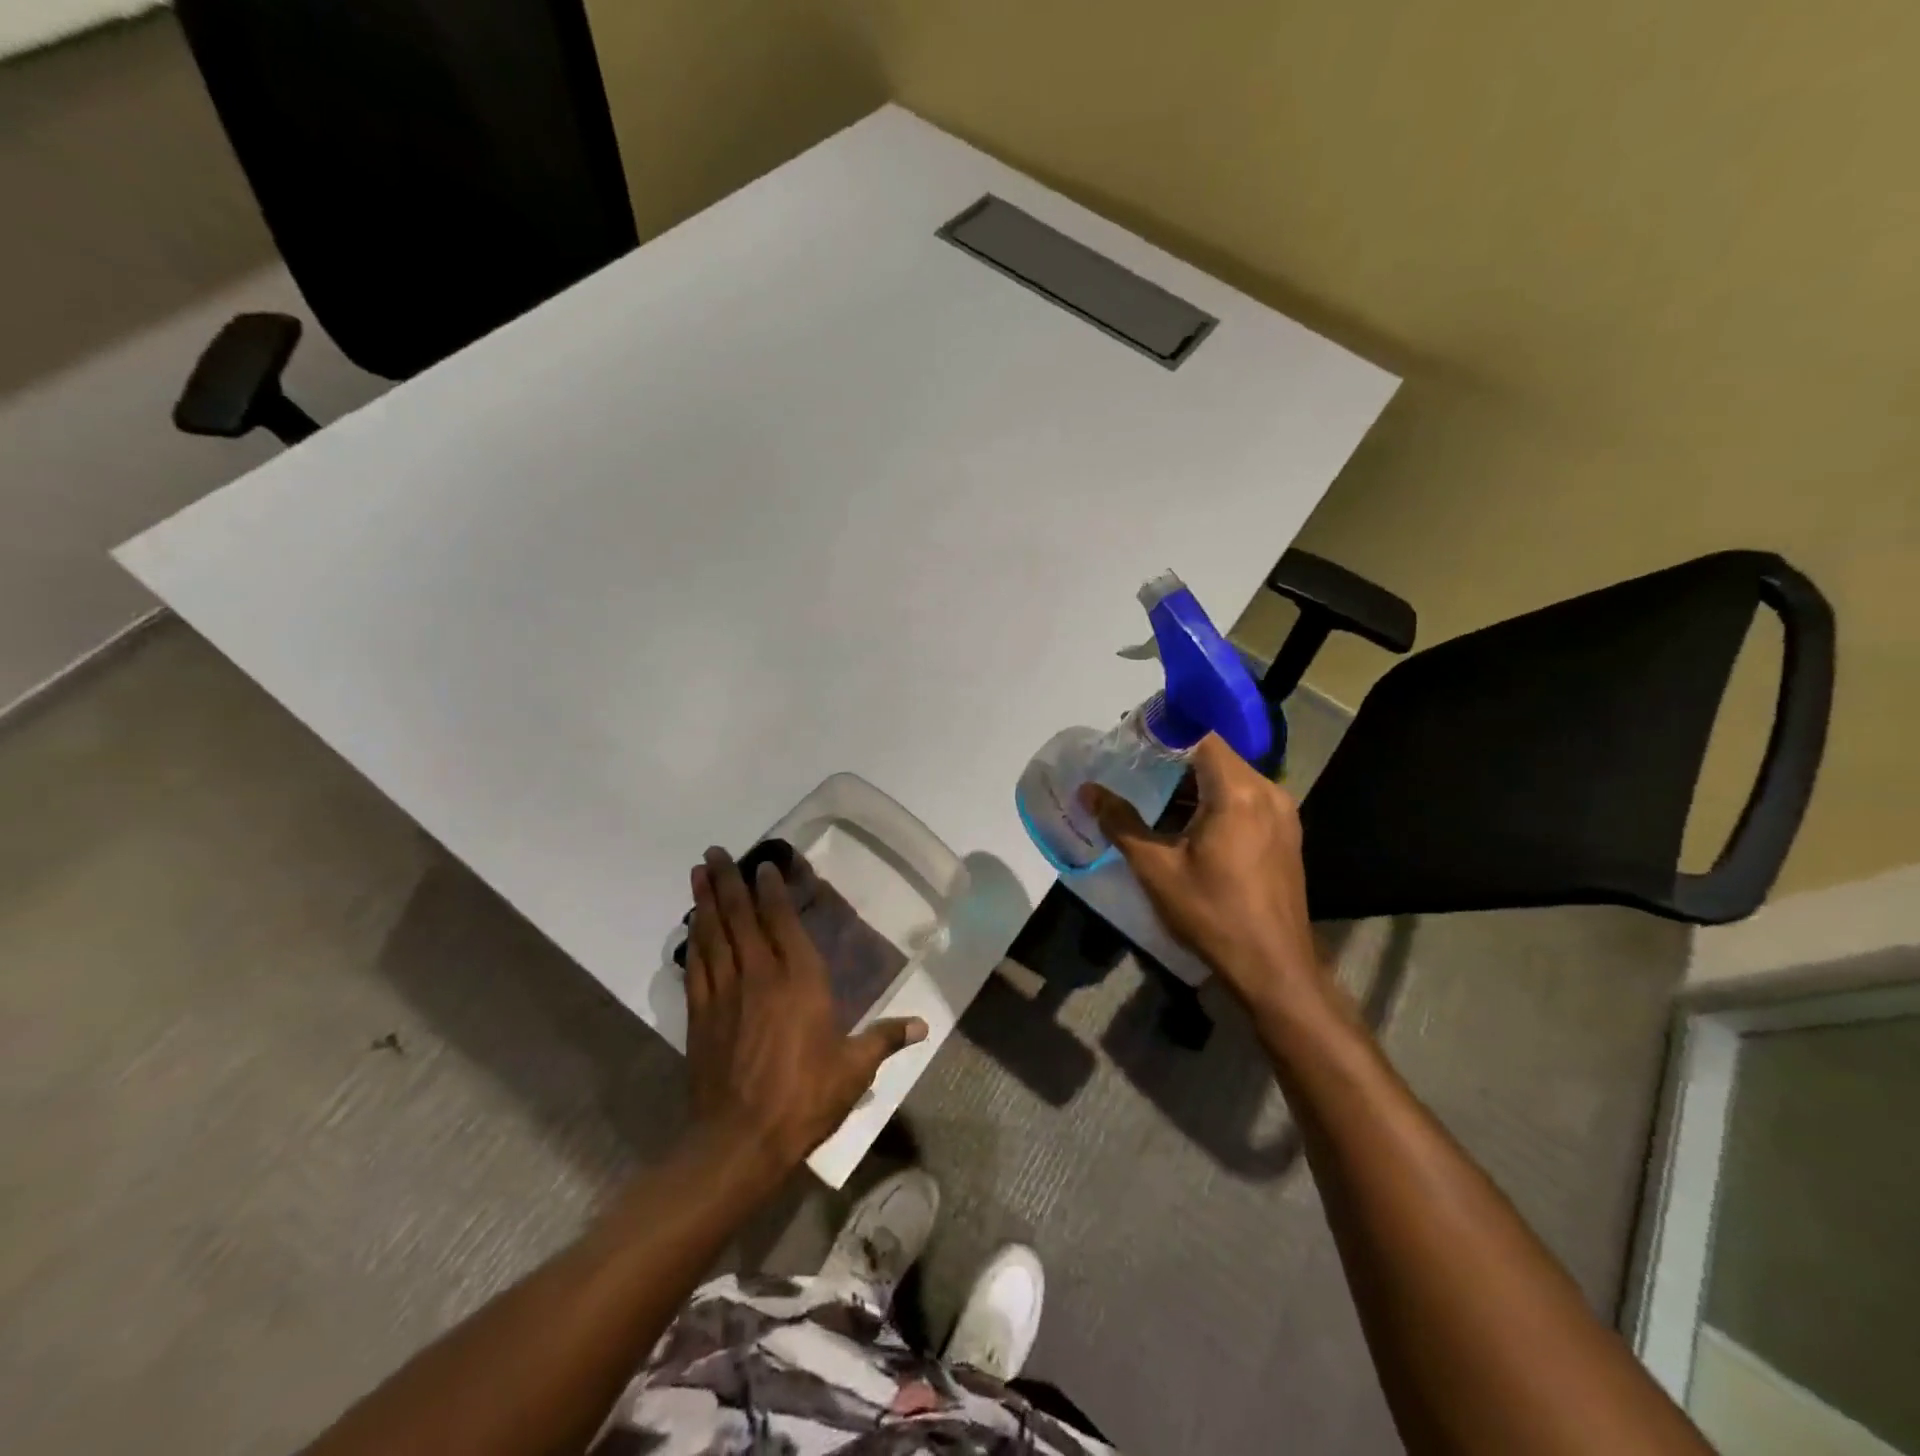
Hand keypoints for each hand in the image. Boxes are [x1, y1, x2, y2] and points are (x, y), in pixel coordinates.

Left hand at [684, 847, 926, 1177]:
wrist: (739, 1141)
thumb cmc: (804, 1098)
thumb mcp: (854, 1069)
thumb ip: (885, 1039)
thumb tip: (922, 1025)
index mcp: (800, 980)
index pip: (782, 922)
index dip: (771, 890)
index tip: (762, 866)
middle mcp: (760, 975)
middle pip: (740, 917)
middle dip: (728, 881)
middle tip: (713, 851)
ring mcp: (725, 993)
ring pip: (713, 934)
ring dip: (705, 901)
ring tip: (697, 872)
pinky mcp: (700, 1015)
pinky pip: (696, 965)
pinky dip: (693, 940)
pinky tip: (691, 925)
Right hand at [1083, 735, 1327, 1019]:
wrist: (1273, 968)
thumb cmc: (1211, 913)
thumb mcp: (1156, 868)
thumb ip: (1121, 822)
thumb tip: (1088, 792)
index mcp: (1238, 792)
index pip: (1202, 737)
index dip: (1165, 732)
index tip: (1130, 739)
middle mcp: (1268, 792)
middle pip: (1217, 755)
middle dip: (1174, 759)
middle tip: (1133, 768)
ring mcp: (1282, 814)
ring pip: (1231, 779)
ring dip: (1194, 783)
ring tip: (1152, 796)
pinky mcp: (1285, 836)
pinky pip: (1245, 801)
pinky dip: (1214, 801)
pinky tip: (1186, 824)